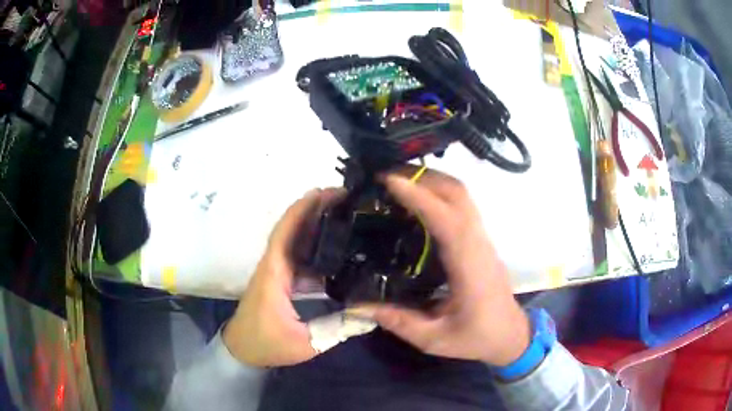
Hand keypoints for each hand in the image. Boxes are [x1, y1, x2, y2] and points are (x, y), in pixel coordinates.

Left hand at [223, 188, 338, 367]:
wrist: (241, 349)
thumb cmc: (266, 344)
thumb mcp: (305, 343)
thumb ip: (337, 328)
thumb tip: (370, 315)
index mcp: (274, 274)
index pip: (285, 233)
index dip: (302, 210)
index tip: (324, 193)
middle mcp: (274, 266)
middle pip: (292, 230)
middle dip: (314, 210)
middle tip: (345, 199)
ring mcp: (277, 272)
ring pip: (295, 242)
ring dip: (315, 225)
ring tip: (344, 215)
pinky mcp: (281, 281)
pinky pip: (299, 257)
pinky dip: (315, 247)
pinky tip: (335, 249)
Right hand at [356, 169, 530, 366]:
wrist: (511, 335)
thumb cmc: (478, 337)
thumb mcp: (435, 340)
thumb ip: (400, 323)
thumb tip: (361, 305)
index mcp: (469, 267)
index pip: (446, 219)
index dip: (419, 196)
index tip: (389, 181)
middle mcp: (479, 244)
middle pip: (458, 194)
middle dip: (424, 176)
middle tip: (388, 175)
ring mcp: (482, 240)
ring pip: (462, 196)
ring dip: (433, 181)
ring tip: (399, 182)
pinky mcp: (480, 241)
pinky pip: (462, 206)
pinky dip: (440, 194)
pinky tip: (418, 202)